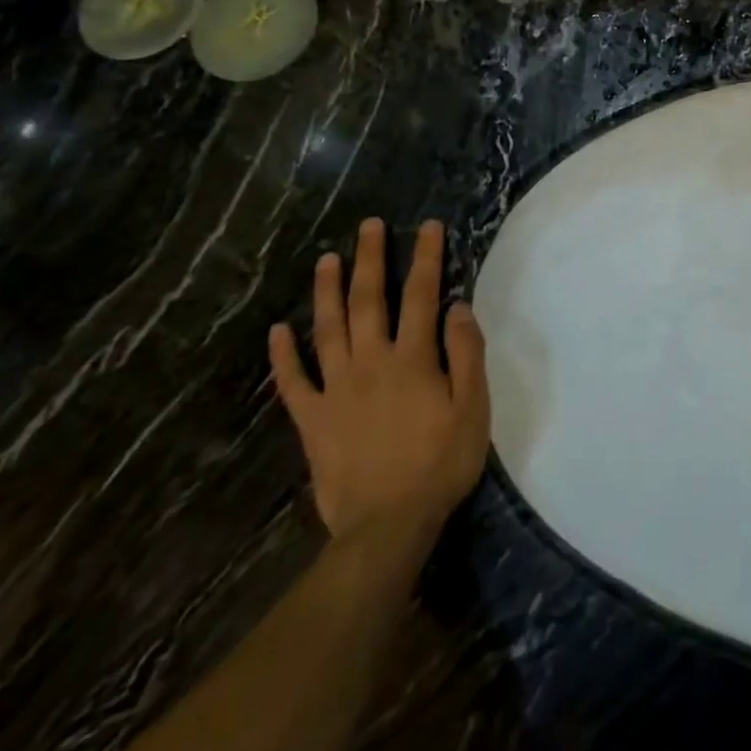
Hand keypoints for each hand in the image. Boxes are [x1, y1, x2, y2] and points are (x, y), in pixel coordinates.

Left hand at [269, 218, 489, 547]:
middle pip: (368, 301)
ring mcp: (336, 390)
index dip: (426, 258)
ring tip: (327, 259)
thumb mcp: (473, 407)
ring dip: (327, 291)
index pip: (421, 295)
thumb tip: (458, 306)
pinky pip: (293, 382)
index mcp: (412, 359)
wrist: (387, 525)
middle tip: (368, 226)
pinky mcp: (312, 420)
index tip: (428, 227)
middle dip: (370, 259)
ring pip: (328, 330)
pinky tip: (278, 330)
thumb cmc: (440, 463)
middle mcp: (371, 363)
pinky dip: (283, 355)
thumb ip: (465, 353)